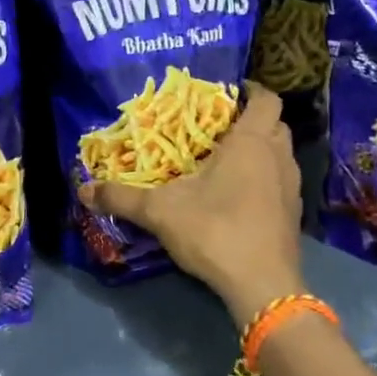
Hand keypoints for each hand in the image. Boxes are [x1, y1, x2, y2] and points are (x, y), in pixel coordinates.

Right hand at [79, 82, 302, 326]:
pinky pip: (281, 181)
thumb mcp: (159, 212)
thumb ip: (121, 198)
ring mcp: (291, 188)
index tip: (228, 91)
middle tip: (219, 125)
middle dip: (253, 119)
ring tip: (226, 158)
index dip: (252, 90)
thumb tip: (83, 190)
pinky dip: (265, 178)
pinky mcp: (293, 215)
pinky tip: (239, 194)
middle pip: (276, 124)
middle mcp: (277, 158)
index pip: (266, 99)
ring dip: (261, 150)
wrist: (262, 286)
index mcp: (250, 143)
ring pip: (281, 154)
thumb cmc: (215, 230)